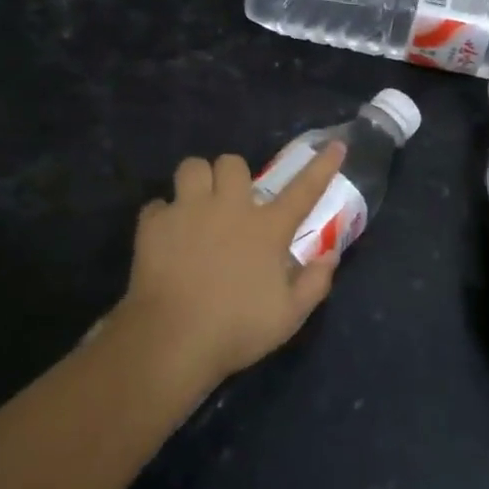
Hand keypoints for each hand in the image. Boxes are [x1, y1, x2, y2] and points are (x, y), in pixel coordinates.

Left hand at [117, 142, 347, 388]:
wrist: (171, 342)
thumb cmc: (236, 330)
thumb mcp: (289, 316)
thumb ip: (315, 283)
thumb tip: (331, 255)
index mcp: (267, 229)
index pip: (303, 189)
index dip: (322, 166)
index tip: (336, 145)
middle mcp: (230, 209)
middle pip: (232, 162)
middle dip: (233, 175)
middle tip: (232, 200)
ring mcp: (188, 212)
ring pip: (192, 167)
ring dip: (197, 181)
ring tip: (196, 205)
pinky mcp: (153, 226)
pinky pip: (158, 204)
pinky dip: (163, 216)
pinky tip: (166, 236)